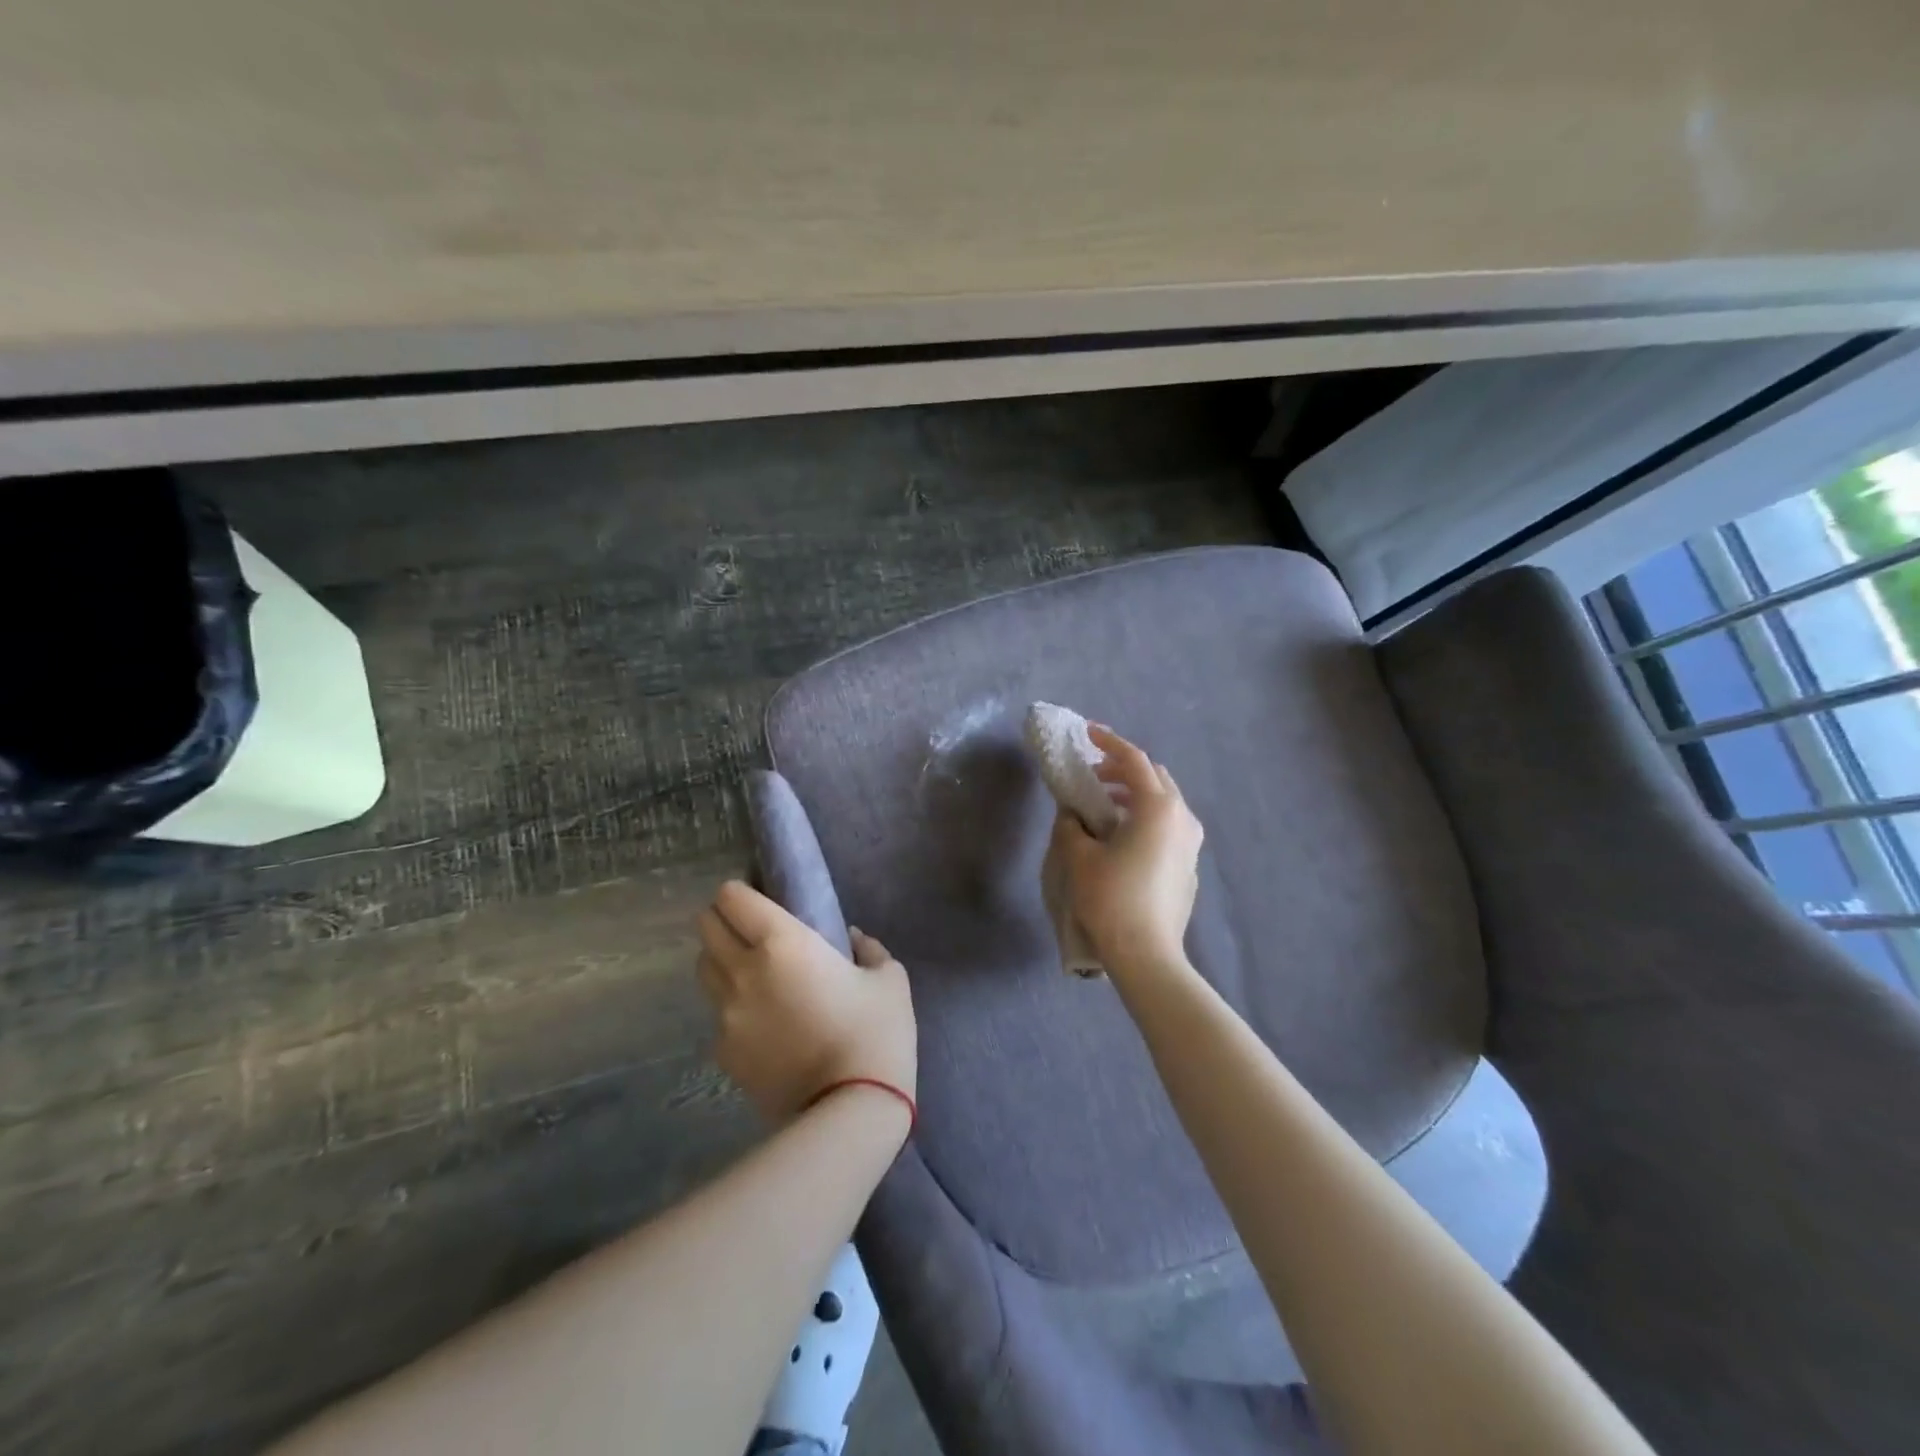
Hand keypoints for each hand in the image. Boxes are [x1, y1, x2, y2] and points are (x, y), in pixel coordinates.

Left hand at [695, 880, 916, 1124]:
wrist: (850, 1110)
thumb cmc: (875, 1032)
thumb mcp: (890, 979)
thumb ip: (869, 949)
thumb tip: (853, 939)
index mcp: (781, 942)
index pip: (731, 897)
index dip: (741, 893)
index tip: (762, 901)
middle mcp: (742, 971)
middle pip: (706, 927)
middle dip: (724, 921)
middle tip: (754, 932)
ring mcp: (726, 1016)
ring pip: (704, 970)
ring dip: (722, 962)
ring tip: (754, 976)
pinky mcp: (723, 1054)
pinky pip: (717, 1016)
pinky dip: (733, 1010)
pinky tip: (765, 1026)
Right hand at [1050, 725, 1204, 979]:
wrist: (1146, 954)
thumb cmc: (1110, 898)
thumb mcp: (1079, 856)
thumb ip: (1071, 824)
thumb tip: (1072, 814)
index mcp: (1157, 807)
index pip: (1134, 760)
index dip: (1109, 742)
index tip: (1088, 732)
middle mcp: (1182, 817)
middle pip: (1154, 777)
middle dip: (1122, 769)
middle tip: (1092, 775)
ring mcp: (1191, 843)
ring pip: (1164, 802)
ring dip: (1134, 794)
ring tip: (1103, 805)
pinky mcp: (1190, 865)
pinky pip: (1168, 826)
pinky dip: (1145, 817)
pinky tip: (1122, 837)